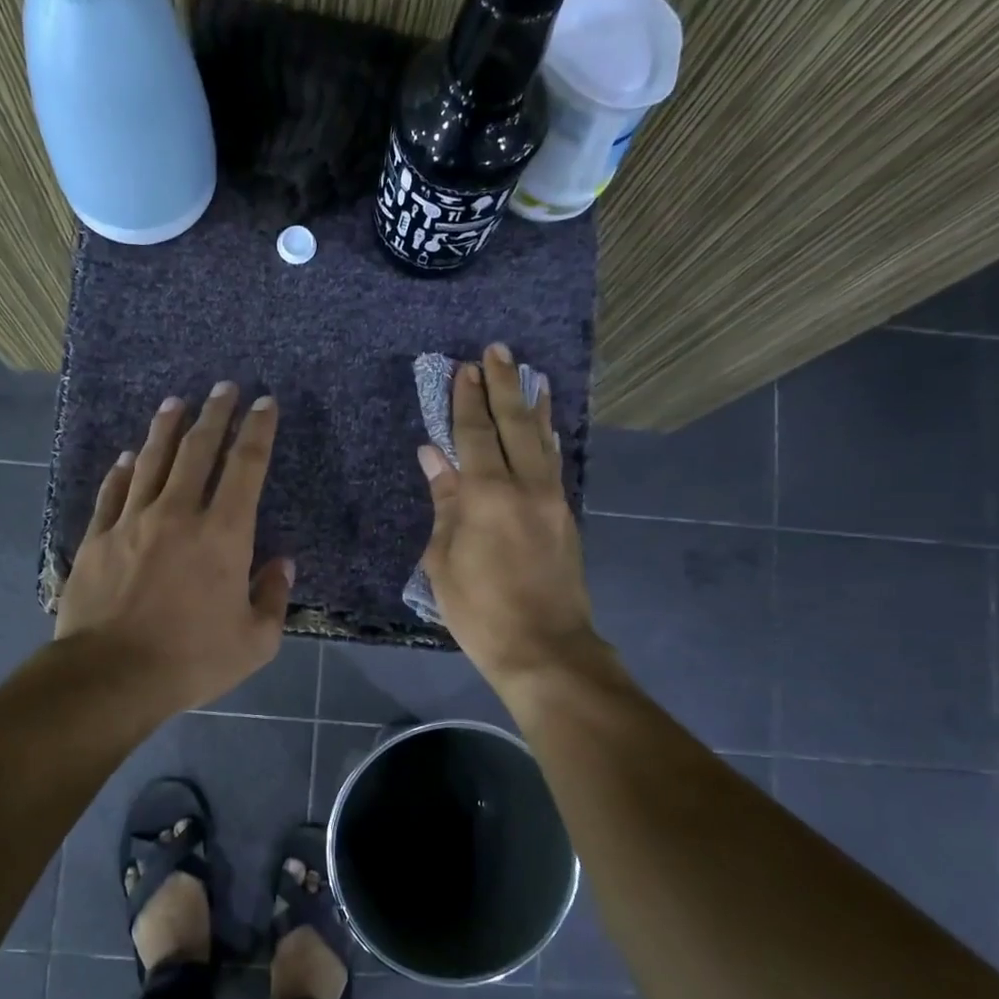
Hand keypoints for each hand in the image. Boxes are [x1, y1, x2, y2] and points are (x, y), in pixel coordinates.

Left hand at [56, 382, 293, 715]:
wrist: (111, 675)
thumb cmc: (192, 659)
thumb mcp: (255, 641)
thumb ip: (273, 597)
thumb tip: (282, 563)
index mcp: (224, 534)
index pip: (246, 467)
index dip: (258, 430)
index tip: (264, 403)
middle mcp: (178, 513)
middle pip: (198, 450)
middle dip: (215, 414)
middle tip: (223, 387)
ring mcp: (132, 521)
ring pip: (152, 461)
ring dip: (166, 428)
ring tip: (176, 403)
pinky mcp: (97, 537)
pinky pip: (113, 492)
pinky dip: (123, 470)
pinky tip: (128, 457)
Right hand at [417, 344, 603, 689]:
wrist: (544, 647)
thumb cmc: (479, 609)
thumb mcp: (444, 558)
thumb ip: (443, 501)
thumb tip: (434, 455)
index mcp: (487, 495)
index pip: (475, 434)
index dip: (466, 400)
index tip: (464, 368)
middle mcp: (525, 485)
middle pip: (513, 424)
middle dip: (503, 385)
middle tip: (497, 351)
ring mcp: (551, 499)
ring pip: (541, 439)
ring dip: (532, 403)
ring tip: (529, 374)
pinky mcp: (565, 516)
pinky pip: (553, 462)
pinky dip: (547, 436)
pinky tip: (545, 425)